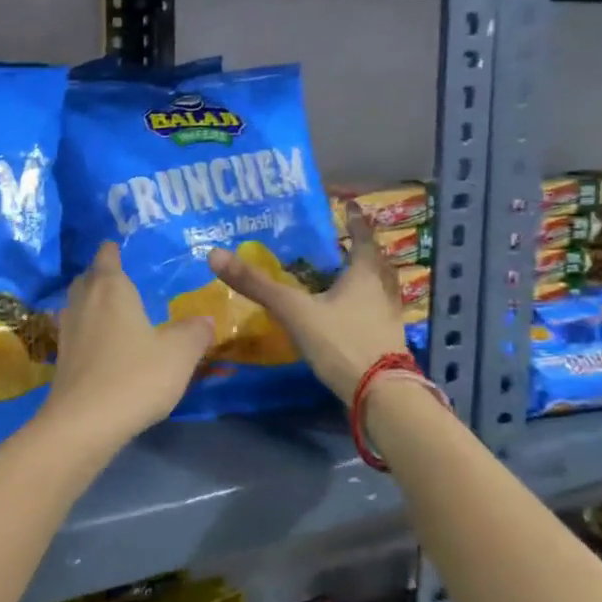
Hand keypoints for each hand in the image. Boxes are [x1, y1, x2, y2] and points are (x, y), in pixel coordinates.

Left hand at [40, 242, 213, 446]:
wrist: (85, 422)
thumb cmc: (135, 376)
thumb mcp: (179, 353)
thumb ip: (194, 332)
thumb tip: (204, 320)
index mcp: (111, 288)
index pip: (107, 256)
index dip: (113, 249)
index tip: (119, 245)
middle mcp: (83, 301)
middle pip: (88, 278)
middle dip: (101, 274)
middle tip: (121, 278)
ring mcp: (67, 329)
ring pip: (78, 304)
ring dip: (91, 302)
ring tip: (113, 309)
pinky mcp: (61, 357)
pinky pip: (75, 331)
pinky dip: (87, 329)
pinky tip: (102, 343)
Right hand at [208, 203, 406, 399]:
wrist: (380, 395)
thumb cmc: (341, 343)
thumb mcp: (294, 310)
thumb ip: (257, 285)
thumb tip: (214, 254)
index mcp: (364, 276)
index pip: (362, 239)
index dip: (355, 222)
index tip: (350, 206)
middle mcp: (382, 292)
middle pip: (375, 264)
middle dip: (361, 250)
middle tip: (344, 241)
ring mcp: (387, 320)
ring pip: (379, 289)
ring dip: (366, 279)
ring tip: (346, 275)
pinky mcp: (386, 343)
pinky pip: (375, 313)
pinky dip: (363, 306)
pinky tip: (347, 314)